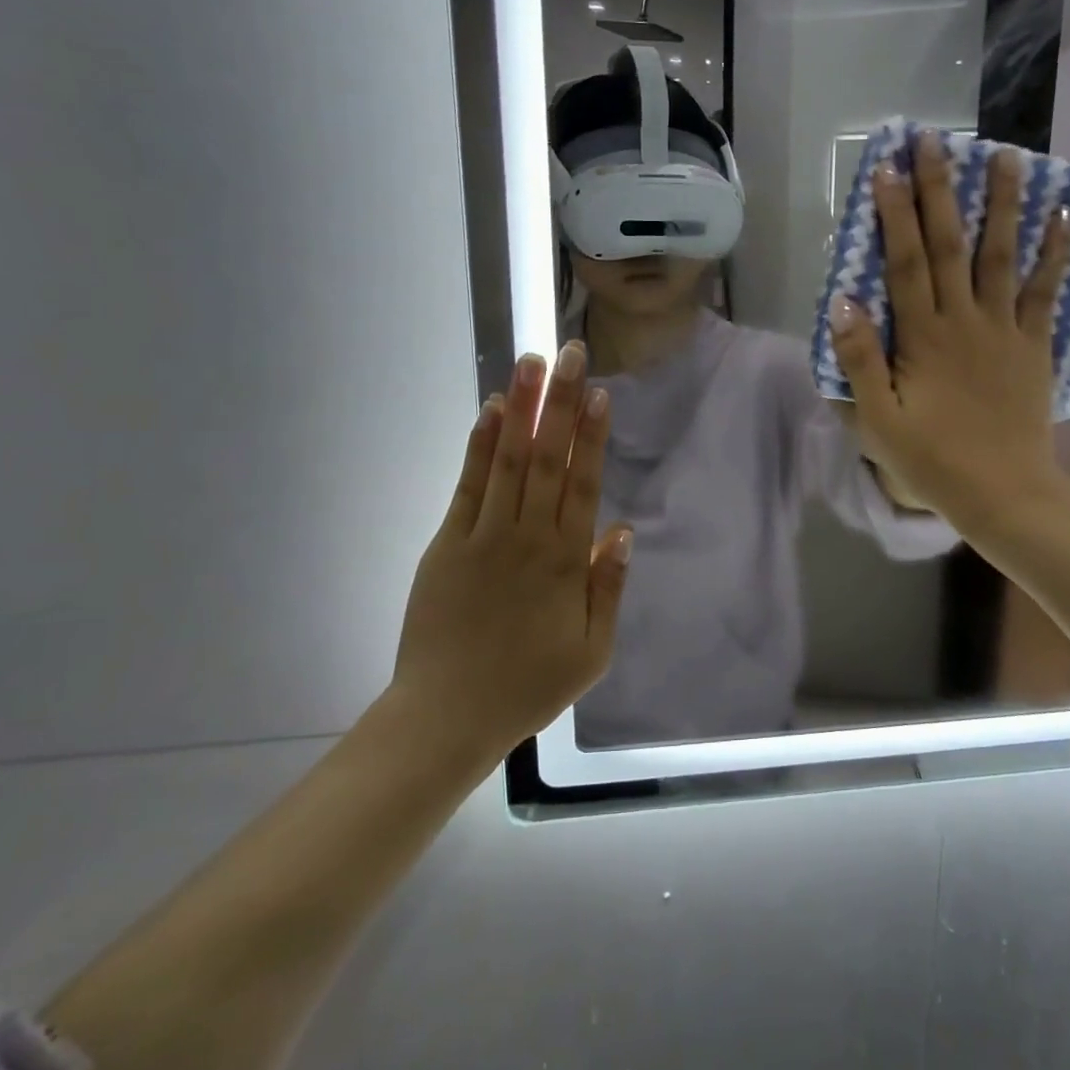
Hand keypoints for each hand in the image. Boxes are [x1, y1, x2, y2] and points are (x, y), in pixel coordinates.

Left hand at [390, 343, 631, 755]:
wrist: (447, 715)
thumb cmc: (529, 686)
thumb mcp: (593, 651)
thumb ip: (609, 588)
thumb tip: (622, 530)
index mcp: (565, 562)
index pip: (582, 484)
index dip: (591, 436)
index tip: (598, 393)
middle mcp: (527, 537)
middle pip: (547, 459)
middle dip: (560, 403)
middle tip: (570, 353)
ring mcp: (483, 536)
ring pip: (508, 461)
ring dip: (520, 409)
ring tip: (531, 363)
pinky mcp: (447, 543)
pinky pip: (468, 486)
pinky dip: (479, 446)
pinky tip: (490, 412)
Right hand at [828, 132, 1069, 535]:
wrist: (1004, 493)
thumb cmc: (933, 461)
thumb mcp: (880, 421)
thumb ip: (860, 360)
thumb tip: (842, 301)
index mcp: (923, 338)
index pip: (904, 263)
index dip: (895, 214)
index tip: (887, 169)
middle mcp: (965, 320)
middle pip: (950, 245)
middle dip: (941, 190)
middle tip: (936, 140)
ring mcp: (1005, 329)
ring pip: (1002, 255)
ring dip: (1003, 204)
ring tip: (1007, 156)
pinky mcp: (1034, 345)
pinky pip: (1046, 291)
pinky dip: (1056, 252)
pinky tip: (1064, 215)